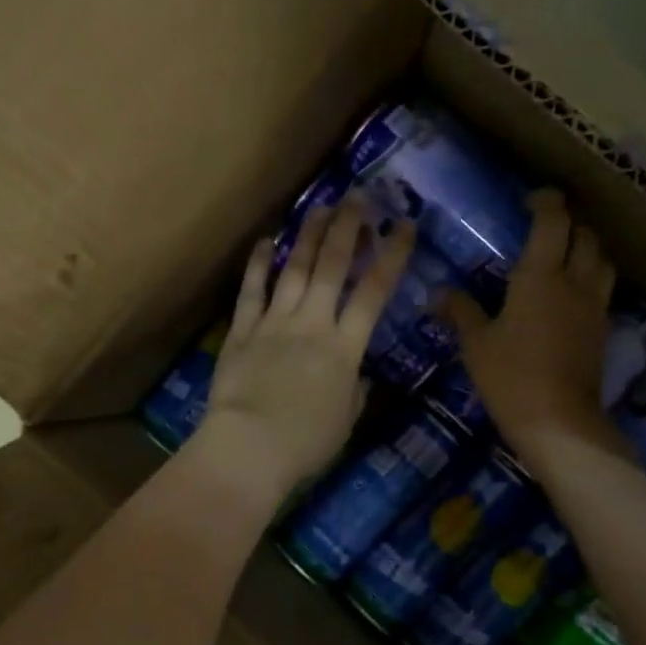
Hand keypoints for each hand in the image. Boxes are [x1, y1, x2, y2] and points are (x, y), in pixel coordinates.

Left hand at [193, 202, 414, 499]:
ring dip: (309, 236)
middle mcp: (312, 324)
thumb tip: (357, 378)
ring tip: (320, 207)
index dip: (392, 257)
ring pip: (295, 270)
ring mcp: (274, 323)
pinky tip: (266, 241)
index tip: (403, 226)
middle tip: (357, 197)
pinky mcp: (242, 331)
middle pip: (333, 267)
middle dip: (348, 229)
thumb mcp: (345, 421)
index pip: (374, 293)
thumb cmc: (306, 443)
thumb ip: (354, 393)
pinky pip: (251, 291)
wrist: (250, 447)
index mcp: (345, 348)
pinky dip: (259, 265)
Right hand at [443, 189, 630, 467]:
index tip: (531, 198)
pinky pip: (602, 288)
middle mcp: (574, 282)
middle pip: (585, 235)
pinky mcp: (602, 330)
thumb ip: (460, 311)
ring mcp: (593, 306)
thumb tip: (437, 293)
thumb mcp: (476, 344)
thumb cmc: (510, 377)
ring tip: (565, 253)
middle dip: (568, 222)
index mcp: (540, 276)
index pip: (553, 221)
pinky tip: (571, 292)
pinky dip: (590, 277)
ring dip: (587, 247)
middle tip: (545, 225)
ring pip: (602, 259)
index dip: (545, 201)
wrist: (558, 422)